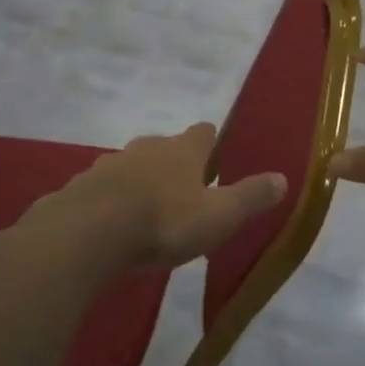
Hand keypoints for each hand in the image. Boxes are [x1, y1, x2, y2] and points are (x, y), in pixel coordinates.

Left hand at [53, 122, 286, 273]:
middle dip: (175, 164)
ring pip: (131, 166)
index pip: (204, 132)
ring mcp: (109, 164)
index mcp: (182, 150)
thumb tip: (283, 178)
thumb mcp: (218, 215)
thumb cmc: (164, 221)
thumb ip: (250, 197)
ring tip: (148, 210)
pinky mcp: (81, 187)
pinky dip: (111, 200)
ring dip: (141, 181)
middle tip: (185, 191)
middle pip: (165, 147)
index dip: (212, 142)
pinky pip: (103, 189)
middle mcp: (146, 147)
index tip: (217, 156)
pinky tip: (113, 224)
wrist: (88, 233)